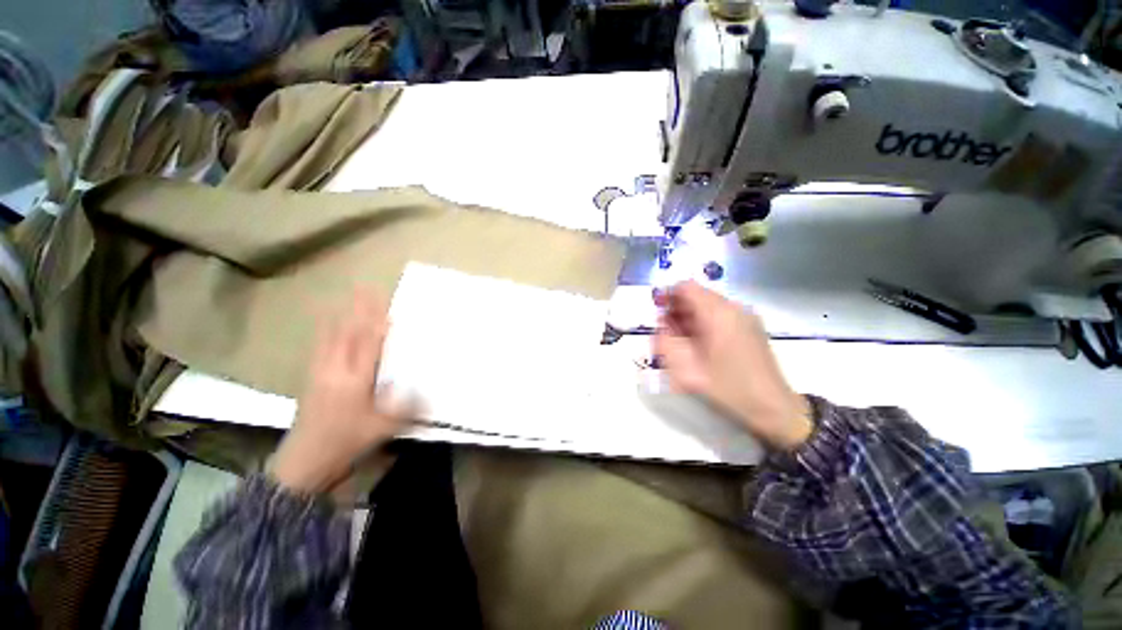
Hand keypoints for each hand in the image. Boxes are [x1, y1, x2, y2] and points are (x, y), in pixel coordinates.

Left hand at [270, 292, 414, 493]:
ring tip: (346, 300)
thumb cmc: (345, 443)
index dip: (378, 324)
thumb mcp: (382, 428)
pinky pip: (319, 348)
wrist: (304, 463)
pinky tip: (328, 328)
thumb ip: (406, 406)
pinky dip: (326, 333)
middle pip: (347, 333)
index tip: (387, 305)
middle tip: (364, 289)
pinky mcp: (310, 380)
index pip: (369, 344)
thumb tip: (426, 388)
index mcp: (354, 380)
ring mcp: (319, 374)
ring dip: (341, 317)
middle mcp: (335, 370)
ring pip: (330, 338)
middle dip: (357, 310)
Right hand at [653, 281, 812, 450]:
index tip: (657, 312)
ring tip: (682, 343)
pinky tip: (702, 346)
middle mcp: (735, 308)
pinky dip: (704, 324)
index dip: (667, 295)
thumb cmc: (727, 387)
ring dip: (690, 318)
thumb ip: (665, 340)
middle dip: (677, 310)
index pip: (686, 287)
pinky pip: (721, 316)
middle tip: (666, 333)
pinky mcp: (752, 327)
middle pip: (697, 295)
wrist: (773, 409)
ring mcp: (746, 317)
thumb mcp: (685, 368)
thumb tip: (661, 321)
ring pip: (708, 306)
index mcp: (718, 313)